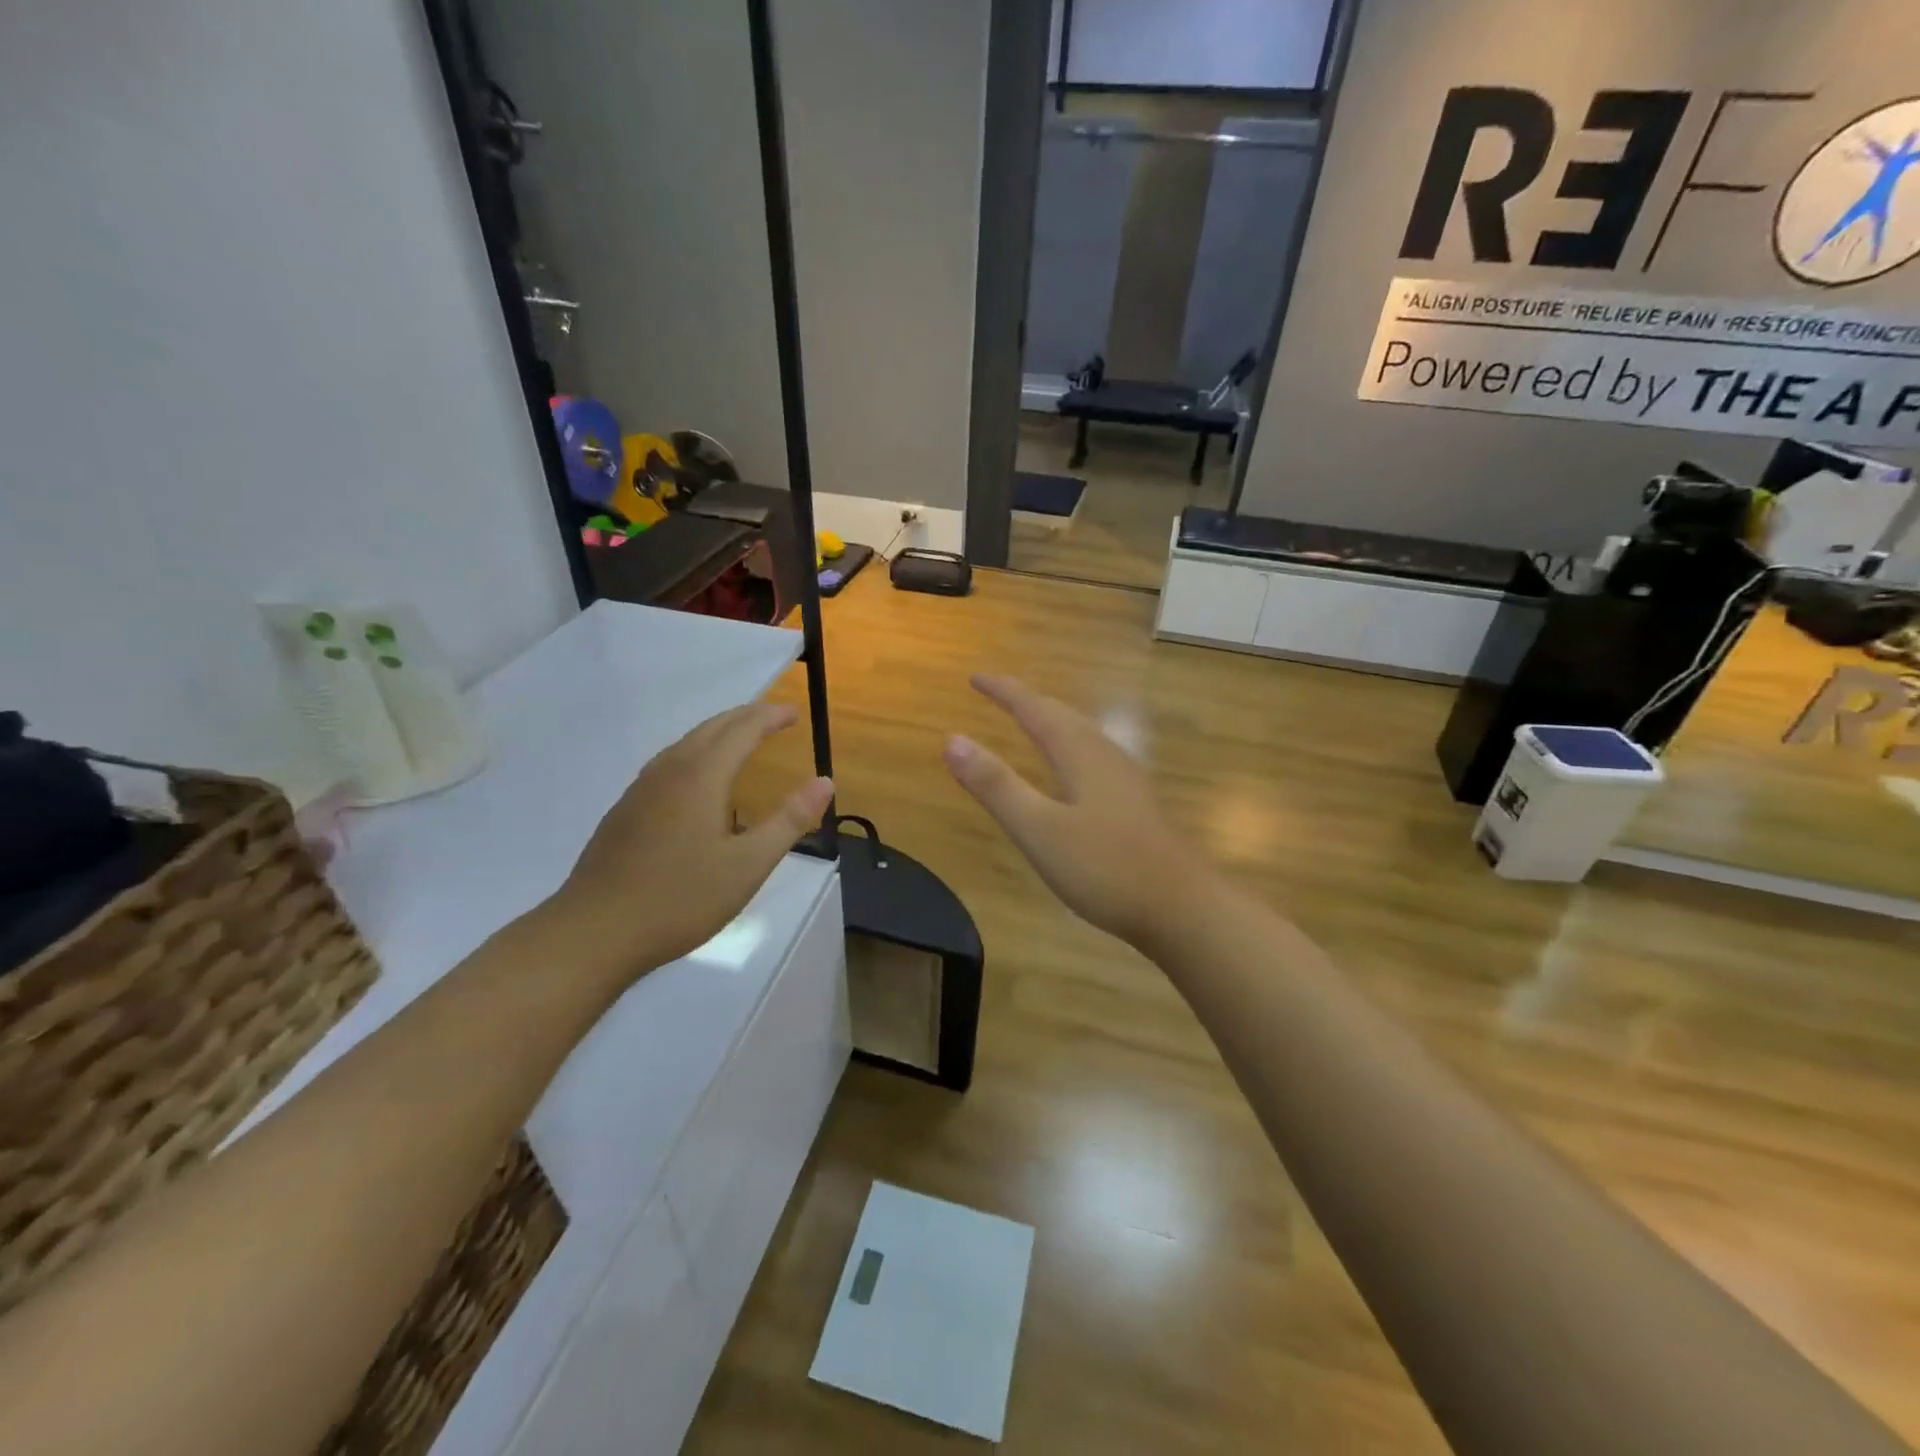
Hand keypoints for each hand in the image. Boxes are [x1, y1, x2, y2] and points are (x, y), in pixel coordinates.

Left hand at [556, 701, 832, 979]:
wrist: (594, 932)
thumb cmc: (680, 898)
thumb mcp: (748, 865)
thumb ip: (789, 820)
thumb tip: (825, 781)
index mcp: (701, 777)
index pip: (742, 730)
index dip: (770, 717)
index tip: (795, 713)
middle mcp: (669, 771)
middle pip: (712, 728)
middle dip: (746, 716)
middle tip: (774, 718)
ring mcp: (641, 789)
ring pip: (686, 743)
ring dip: (719, 732)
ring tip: (741, 739)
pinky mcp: (626, 810)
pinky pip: (669, 763)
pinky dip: (696, 753)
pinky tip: (697, 781)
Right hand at [943, 675, 1206, 948]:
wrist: (1183, 908)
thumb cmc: (1106, 867)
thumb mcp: (1039, 829)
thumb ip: (996, 785)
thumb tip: (953, 739)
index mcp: (1080, 754)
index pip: (1035, 709)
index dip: (1004, 691)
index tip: (975, 678)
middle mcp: (1105, 755)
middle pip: (1062, 715)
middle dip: (1027, 701)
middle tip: (997, 694)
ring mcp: (1126, 780)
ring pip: (1082, 735)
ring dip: (1051, 721)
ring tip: (1029, 722)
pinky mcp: (1135, 804)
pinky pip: (1092, 756)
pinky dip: (1068, 747)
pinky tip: (1071, 772)